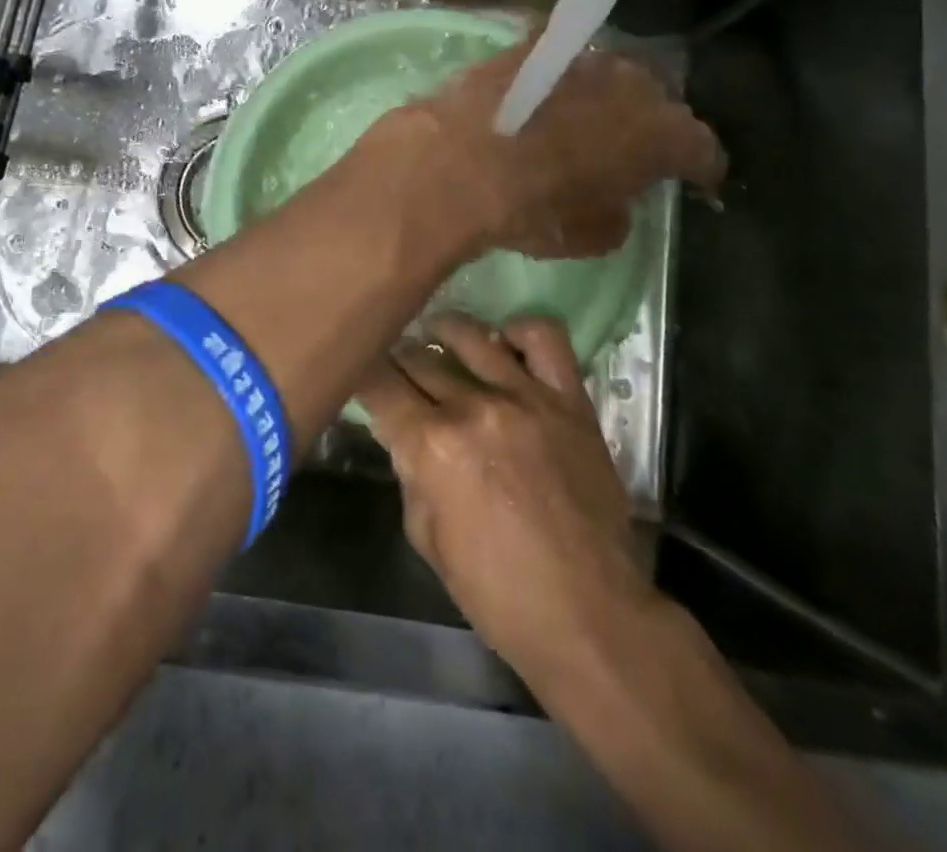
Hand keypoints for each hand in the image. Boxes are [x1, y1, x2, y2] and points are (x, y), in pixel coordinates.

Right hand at [356, 314, 657, 679]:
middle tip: (397, 368)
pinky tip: (504, 346)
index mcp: (431, 446)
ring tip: (439, 340)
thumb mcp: (427, 539)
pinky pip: (543, 338)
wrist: (589, 613)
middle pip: (418, 357)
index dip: (360, 375)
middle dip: (398, 360)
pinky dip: (518, 333)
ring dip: (443, 334)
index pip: (378, 385)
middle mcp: (473, 408)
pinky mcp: (569, 399)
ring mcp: (525, 396)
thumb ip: (410, 474)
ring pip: (470, 335)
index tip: (357, 373)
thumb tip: (404, 435)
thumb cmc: (498, 592)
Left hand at [370, 40, 723, 258]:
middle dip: (651, 126)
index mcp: (662, 134)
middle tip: (634, 152)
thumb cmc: (533, 208)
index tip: (695, 181)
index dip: (700, 168)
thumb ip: (617, 215)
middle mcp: (633, 84)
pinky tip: (542, 103)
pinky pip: (560, 66)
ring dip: (605, 101)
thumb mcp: (589, 236)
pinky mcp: (532, 48)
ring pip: (610, 78)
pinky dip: (558, 85)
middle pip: (657, 103)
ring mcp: (580, 60)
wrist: (456, 162)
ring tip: (586, 125)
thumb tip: (615, 203)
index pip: (701, 149)